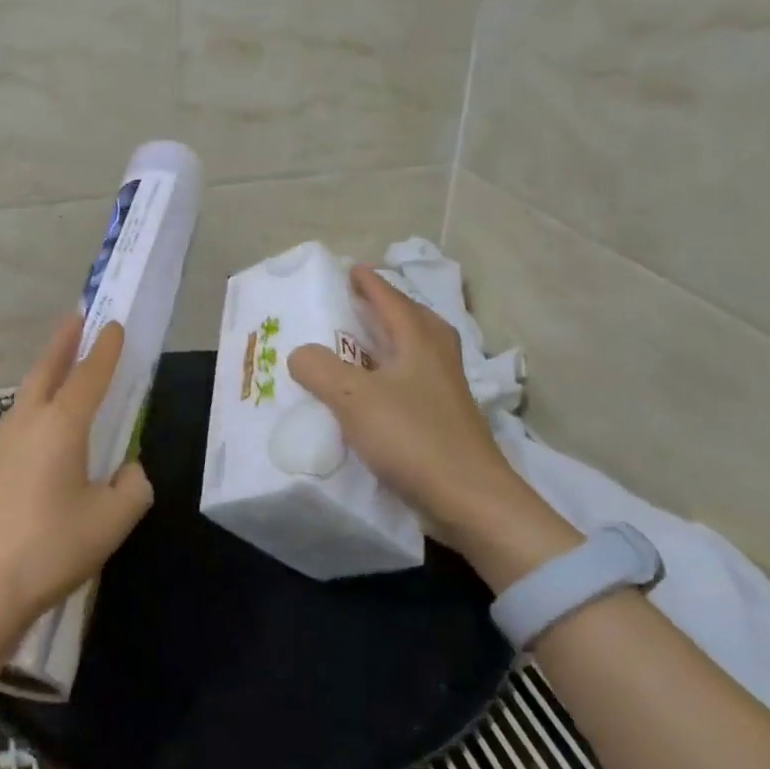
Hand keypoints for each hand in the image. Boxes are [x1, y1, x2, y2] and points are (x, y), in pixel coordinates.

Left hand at [0, 316, 154, 649]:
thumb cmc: (50, 548)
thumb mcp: (111, 522)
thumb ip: (132, 489)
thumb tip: (129, 472)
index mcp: (61, 425)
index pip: (89, 375)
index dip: (105, 350)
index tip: (113, 325)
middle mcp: (26, 423)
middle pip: (46, 371)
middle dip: (63, 343)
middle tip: (75, 320)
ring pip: (25, 398)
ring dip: (44, 377)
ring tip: (59, 372)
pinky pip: (14, 426)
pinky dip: (30, 412)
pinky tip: (36, 436)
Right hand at [287, 265, 530, 544]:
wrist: (470, 500)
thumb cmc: (413, 438)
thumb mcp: (354, 398)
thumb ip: (320, 369)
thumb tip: (299, 353)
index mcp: (419, 343)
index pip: (392, 301)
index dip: (370, 284)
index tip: (351, 268)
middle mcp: (437, 361)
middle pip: (416, 321)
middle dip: (390, 308)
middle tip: (362, 304)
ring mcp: (446, 394)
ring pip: (419, 353)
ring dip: (394, 342)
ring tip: (364, 346)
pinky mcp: (445, 423)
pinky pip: (415, 384)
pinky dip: (394, 376)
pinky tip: (375, 395)